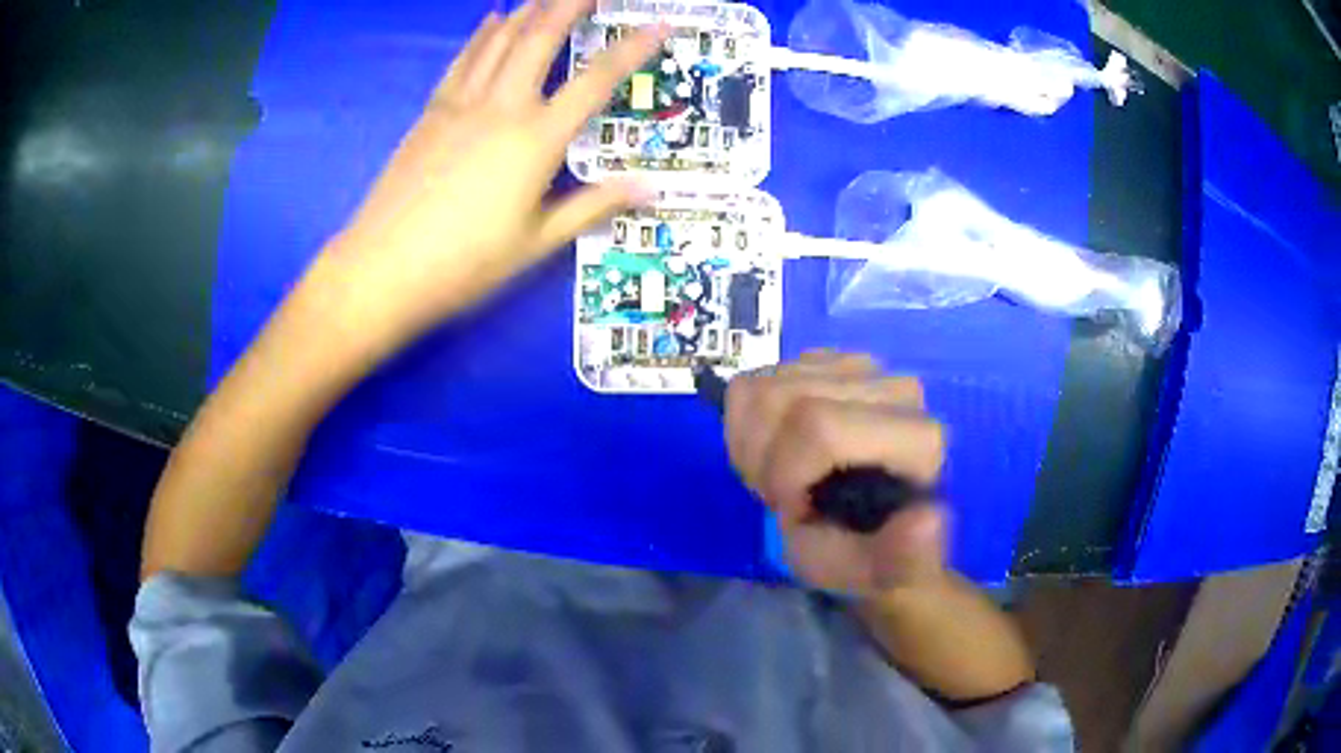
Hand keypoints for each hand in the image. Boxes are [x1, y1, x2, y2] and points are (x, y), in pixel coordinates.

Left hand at [302, 0, 662, 355]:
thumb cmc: (463, 264)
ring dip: (530, 10)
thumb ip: (591, 207)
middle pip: (540, 39)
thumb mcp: (535, 243)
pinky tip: (492, 19)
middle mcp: (501, 108)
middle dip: (571, 5)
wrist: (382, 270)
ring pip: (500, 41)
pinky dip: (482, 36)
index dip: (632, 49)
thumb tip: (647, 189)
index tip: (659, 24)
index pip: (595, 81)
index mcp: (536, 140)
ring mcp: (460, 105)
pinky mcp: (430, 114)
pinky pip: (462, 61)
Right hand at [725, 351, 947, 593]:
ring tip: (780, 475)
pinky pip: (758, 378)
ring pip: (763, 385)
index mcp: (918, 440)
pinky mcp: (831, 360)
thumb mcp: (873, 575)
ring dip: (751, 442)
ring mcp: (863, 366)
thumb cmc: (863, 555)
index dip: (784, 474)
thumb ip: (903, 558)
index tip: (796, 511)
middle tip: (780, 496)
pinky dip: (749, 423)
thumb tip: (928, 520)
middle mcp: (898, 389)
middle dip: (760, 458)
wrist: (860, 530)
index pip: (817, 426)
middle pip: (781, 399)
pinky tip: (777, 448)